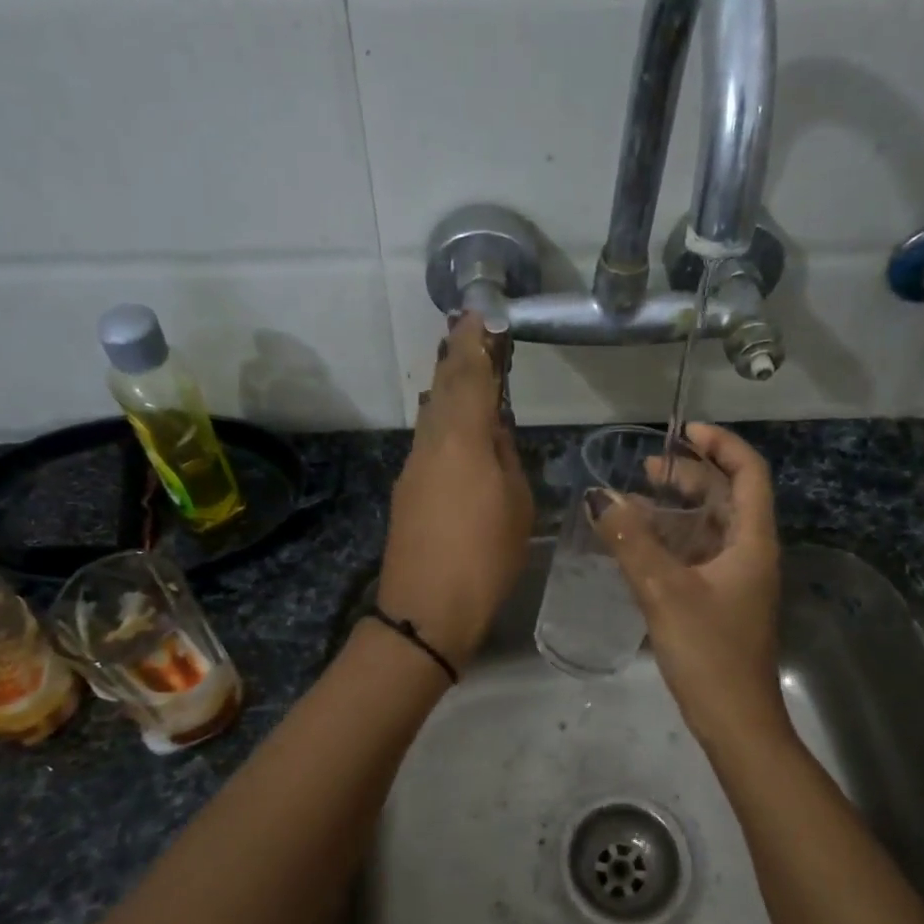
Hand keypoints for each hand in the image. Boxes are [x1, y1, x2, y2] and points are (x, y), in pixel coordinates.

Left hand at [377, 313, 532, 668]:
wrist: (427, 610)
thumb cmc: (485, 557)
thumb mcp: (517, 505)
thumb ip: (506, 458)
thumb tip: (493, 432)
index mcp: (463, 439)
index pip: (469, 376)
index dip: (475, 342)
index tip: (479, 313)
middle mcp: (431, 443)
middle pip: (443, 388)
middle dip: (456, 357)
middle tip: (469, 330)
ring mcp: (413, 466)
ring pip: (432, 414)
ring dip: (447, 387)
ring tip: (465, 369)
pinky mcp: (406, 490)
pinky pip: (428, 440)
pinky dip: (443, 421)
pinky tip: (456, 424)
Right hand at [593, 423, 791, 756]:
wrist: (734, 721)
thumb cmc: (709, 652)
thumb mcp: (664, 591)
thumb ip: (631, 543)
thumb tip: (600, 498)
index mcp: (752, 542)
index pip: (749, 473)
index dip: (721, 444)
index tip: (683, 432)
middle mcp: (749, 553)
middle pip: (726, 497)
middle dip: (689, 476)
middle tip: (646, 468)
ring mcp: (735, 578)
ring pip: (708, 527)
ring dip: (676, 508)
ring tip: (634, 500)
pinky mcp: (719, 600)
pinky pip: (696, 554)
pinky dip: (670, 540)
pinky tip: (637, 543)